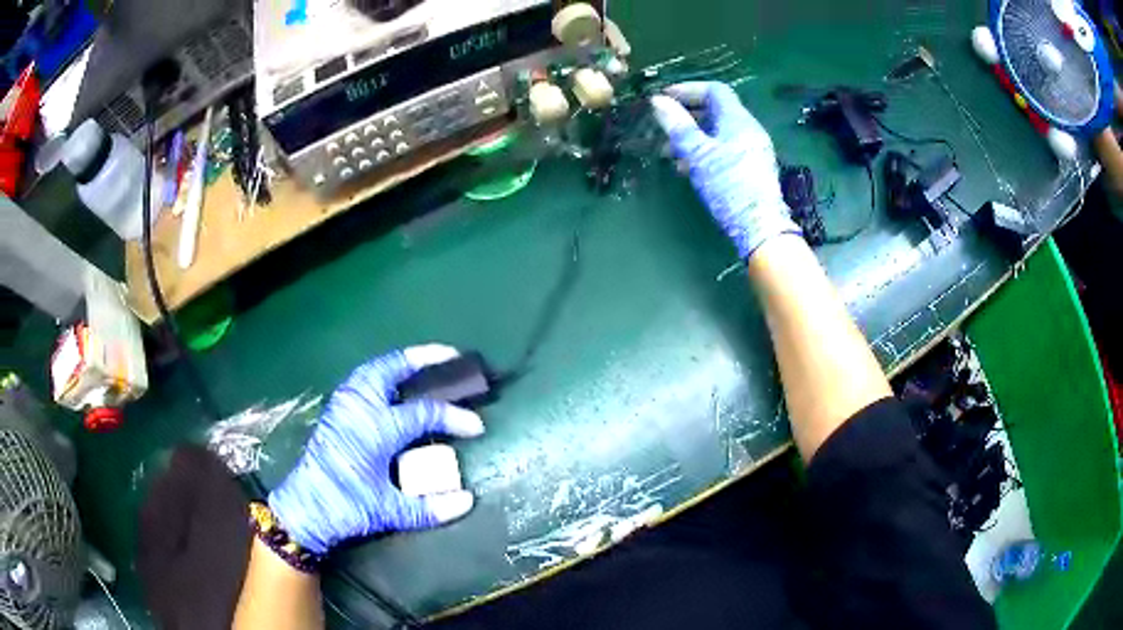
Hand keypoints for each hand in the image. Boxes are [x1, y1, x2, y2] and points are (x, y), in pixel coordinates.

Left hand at [269, 345, 484, 554]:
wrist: (303, 509)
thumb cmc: (346, 507)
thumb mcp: (390, 512)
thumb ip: (430, 508)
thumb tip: (467, 500)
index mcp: (375, 429)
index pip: (424, 413)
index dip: (454, 417)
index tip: (477, 426)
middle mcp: (359, 408)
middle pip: (392, 369)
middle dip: (423, 358)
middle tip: (451, 356)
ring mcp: (343, 406)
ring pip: (373, 369)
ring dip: (400, 363)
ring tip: (423, 364)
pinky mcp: (334, 412)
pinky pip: (361, 380)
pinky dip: (381, 373)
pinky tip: (392, 385)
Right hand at [650, 82, 798, 258]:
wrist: (759, 226)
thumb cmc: (729, 185)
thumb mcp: (698, 154)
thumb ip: (678, 126)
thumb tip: (657, 101)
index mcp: (738, 120)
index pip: (714, 91)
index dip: (688, 89)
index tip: (664, 98)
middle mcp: (748, 130)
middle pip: (716, 111)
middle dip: (687, 114)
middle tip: (662, 123)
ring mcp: (751, 150)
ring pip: (718, 132)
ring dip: (692, 136)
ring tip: (668, 151)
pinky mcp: (750, 168)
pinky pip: (724, 149)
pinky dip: (704, 150)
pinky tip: (687, 168)